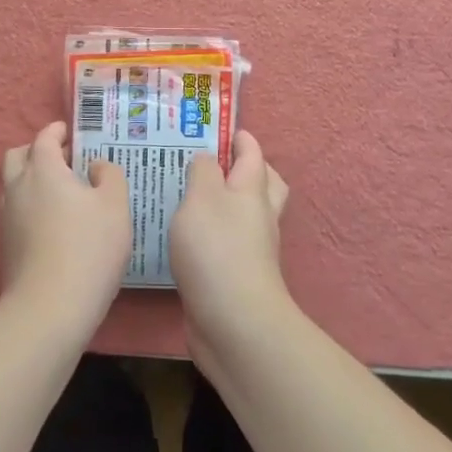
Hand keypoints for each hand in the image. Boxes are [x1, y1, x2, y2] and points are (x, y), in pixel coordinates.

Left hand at [0, 122, 131, 332]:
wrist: (49, 307)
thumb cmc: (88, 248)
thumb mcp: (115, 206)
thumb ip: (109, 176)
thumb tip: (93, 166)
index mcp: (43, 169)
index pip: (44, 138)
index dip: (56, 131)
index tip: (68, 131)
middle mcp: (17, 187)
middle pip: (17, 156)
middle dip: (36, 151)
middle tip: (61, 159)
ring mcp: (6, 218)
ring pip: (11, 185)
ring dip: (29, 179)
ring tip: (57, 191)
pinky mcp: (4, 245)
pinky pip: (13, 211)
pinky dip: (28, 205)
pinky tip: (50, 222)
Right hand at [170, 131, 291, 355]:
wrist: (234, 323)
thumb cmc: (216, 249)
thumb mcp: (202, 197)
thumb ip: (202, 171)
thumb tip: (206, 159)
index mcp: (252, 192)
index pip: (253, 156)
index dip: (242, 139)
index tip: (225, 128)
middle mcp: (258, 218)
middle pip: (263, 186)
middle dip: (248, 170)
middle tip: (219, 161)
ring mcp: (251, 250)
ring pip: (245, 216)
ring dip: (228, 203)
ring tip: (192, 195)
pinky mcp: (236, 277)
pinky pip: (228, 244)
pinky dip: (214, 233)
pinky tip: (188, 236)